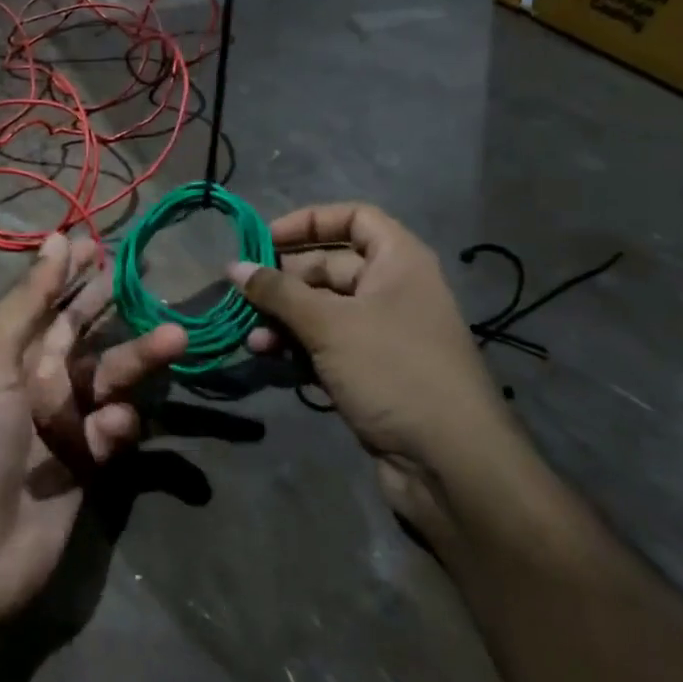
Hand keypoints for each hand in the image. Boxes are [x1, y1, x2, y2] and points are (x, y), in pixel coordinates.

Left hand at [0, 233, 186, 624]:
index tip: (104, 246)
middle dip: (115, 310)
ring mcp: (63, 425)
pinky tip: (116, 426)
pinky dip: (121, 424)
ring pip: (110, 379)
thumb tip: (55, 237)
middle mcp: (36, 383)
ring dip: (140, 359)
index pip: (48, 303)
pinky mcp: (87, 466)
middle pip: (85, 336)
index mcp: (7, 355)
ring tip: (175, 339)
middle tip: (152, 282)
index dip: (72, 274)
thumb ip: (28, 302)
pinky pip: (114, 431)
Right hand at [231, 203, 523, 520]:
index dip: (308, 222)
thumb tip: (233, 266)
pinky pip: (325, 345)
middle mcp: (392, 290)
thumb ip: (278, 292)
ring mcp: (381, 334)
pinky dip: (296, 347)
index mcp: (398, 262)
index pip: (353, 218)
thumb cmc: (392, 370)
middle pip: (329, 266)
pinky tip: (267, 357)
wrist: (449, 464)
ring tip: (252, 337)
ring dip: (283, 319)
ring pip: (321, 310)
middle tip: (243, 294)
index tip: (264, 239)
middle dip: (284, 280)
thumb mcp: (329, 324)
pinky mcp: (370, 372)